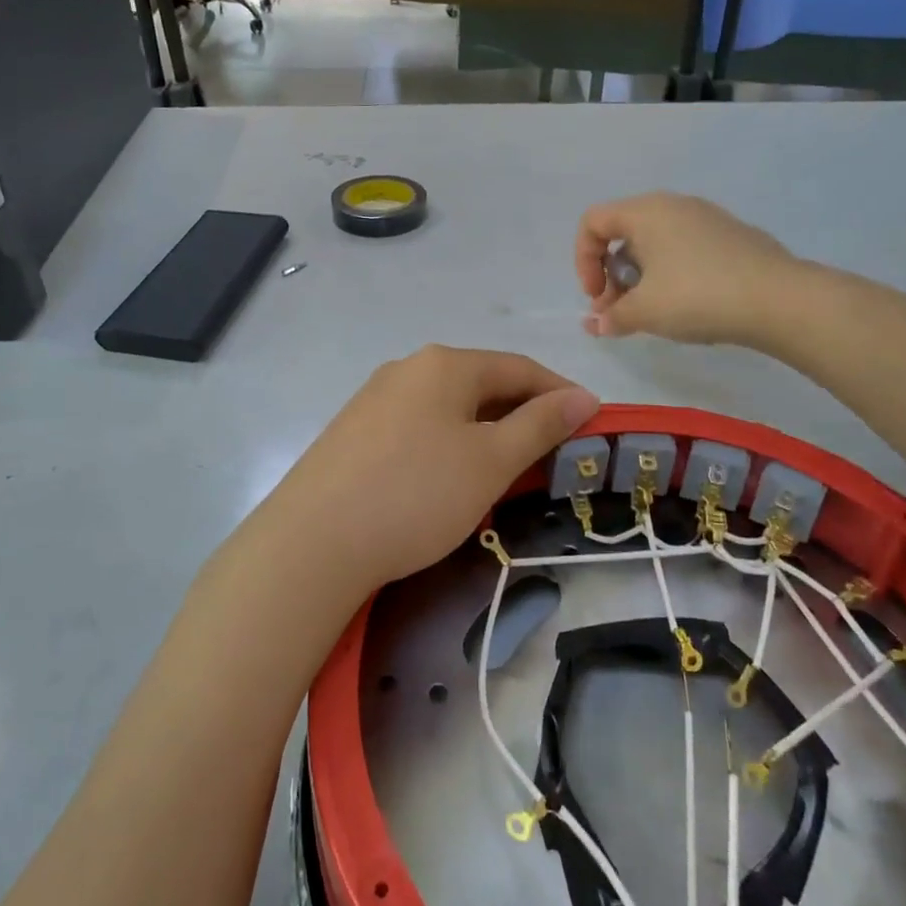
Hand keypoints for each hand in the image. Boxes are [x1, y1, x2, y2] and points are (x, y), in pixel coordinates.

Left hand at [238, 346, 599, 598]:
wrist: (314, 541)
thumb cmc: (417, 493)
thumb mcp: (491, 461)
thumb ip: (540, 424)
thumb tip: (583, 396)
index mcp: (445, 364)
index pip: (520, 368)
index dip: (560, 393)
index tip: (592, 424)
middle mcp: (407, 368)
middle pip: (482, 384)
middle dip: (523, 415)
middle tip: (552, 456)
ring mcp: (375, 398)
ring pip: (449, 408)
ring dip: (486, 432)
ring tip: (507, 471)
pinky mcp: (355, 431)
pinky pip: (418, 427)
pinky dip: (449, 445)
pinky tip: (449, 478)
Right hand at [576, 192, 802, 346]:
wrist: (780, 300)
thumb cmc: (697, 296)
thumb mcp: (644, 311)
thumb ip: (612, 316)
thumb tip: (596, 324)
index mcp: (646, 211)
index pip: (593, 222)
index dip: (582, 260)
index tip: (595, 297)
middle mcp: (674, 205)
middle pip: (623, 233)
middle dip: (610, 275)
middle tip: (617, 312)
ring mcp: (707, 219)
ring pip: (655, 243)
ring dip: (639, 278)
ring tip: (649, 314)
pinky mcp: (731, 237)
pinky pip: (684, 249)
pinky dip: (670, 274)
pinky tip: (685, 306)